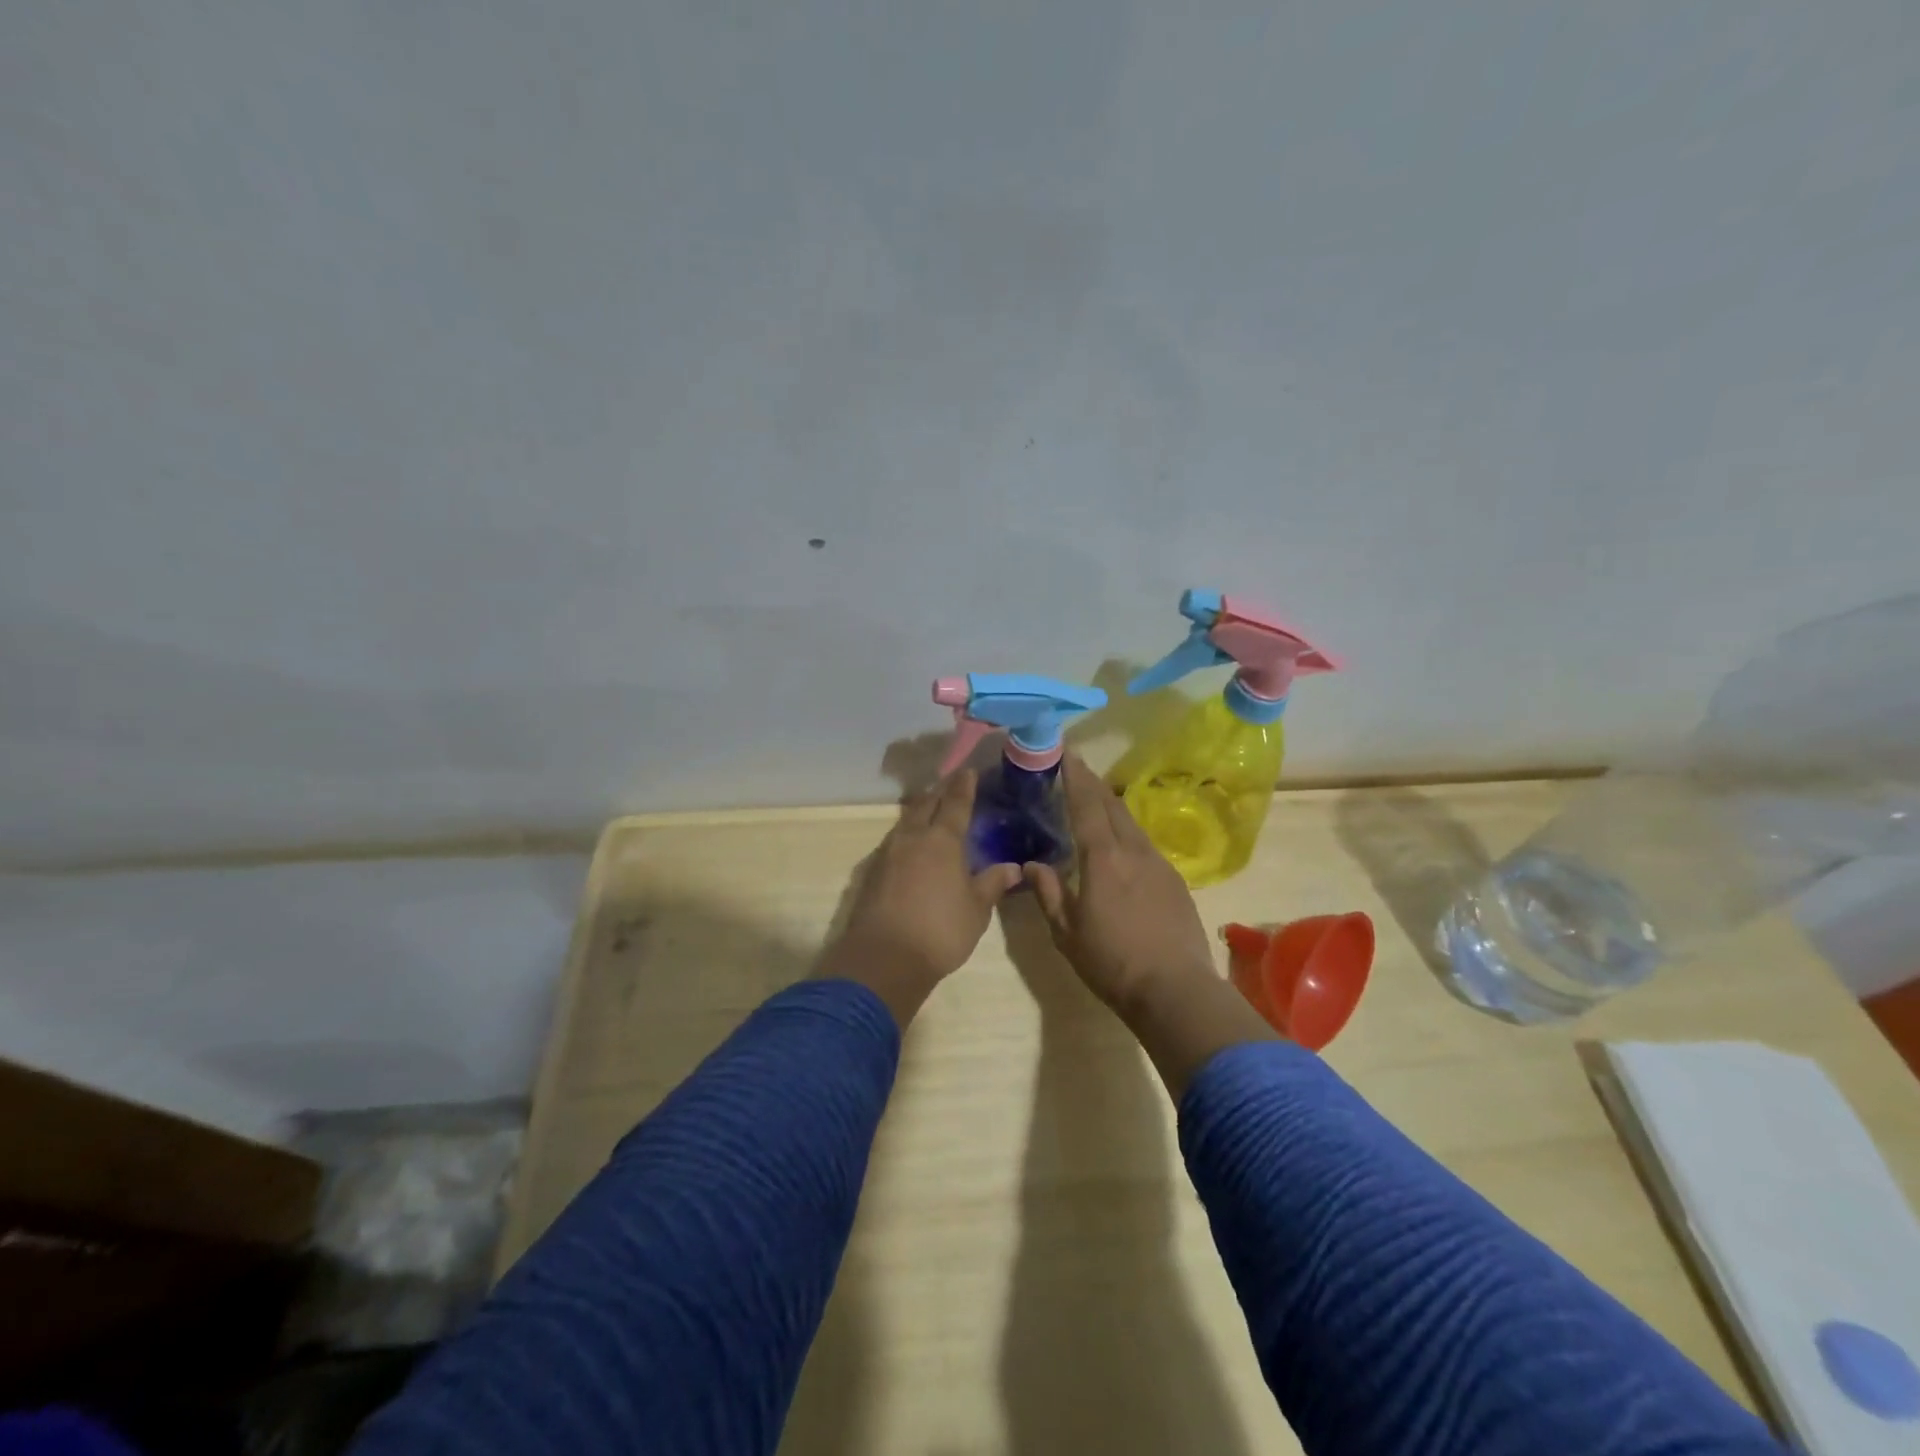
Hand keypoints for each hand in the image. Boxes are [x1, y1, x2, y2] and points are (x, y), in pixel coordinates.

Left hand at [819, 770, 1021, 1023]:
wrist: (884, 958)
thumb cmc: (940, 931)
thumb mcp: (976, 910)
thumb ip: (992, 884)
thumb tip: (1012, 867)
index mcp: (942, 840)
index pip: (955, 803)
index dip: (964, 786)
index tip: (968, 772)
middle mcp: (913, 838)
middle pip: (925, 804)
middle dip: (939, 792)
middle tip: (950, 785)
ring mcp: (888, 853)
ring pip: (906, 821)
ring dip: (920, 810)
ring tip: (931, 810)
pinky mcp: (872, 872)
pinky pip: (894, 840)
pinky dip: (907, 833)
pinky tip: (911, 844)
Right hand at [1022, 755, 1216, 1014]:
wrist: (1175, 989)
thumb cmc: (1112, 962)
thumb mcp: (1067, 933)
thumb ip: (1048, 893)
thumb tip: (1032, 865)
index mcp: (1103, 859)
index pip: (1087, 806)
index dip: (1075, 777)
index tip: (1067, 753)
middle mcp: (1133, 851)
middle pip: (1112, 805)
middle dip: (1093, 783)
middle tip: (1077, 768)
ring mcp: (1159, 864)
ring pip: (1132, 823)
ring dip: (1112, 806)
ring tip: (1097, 800)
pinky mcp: (1175, 881)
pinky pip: (1146, 844)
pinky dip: (1128, 832)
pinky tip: (1122, 845)